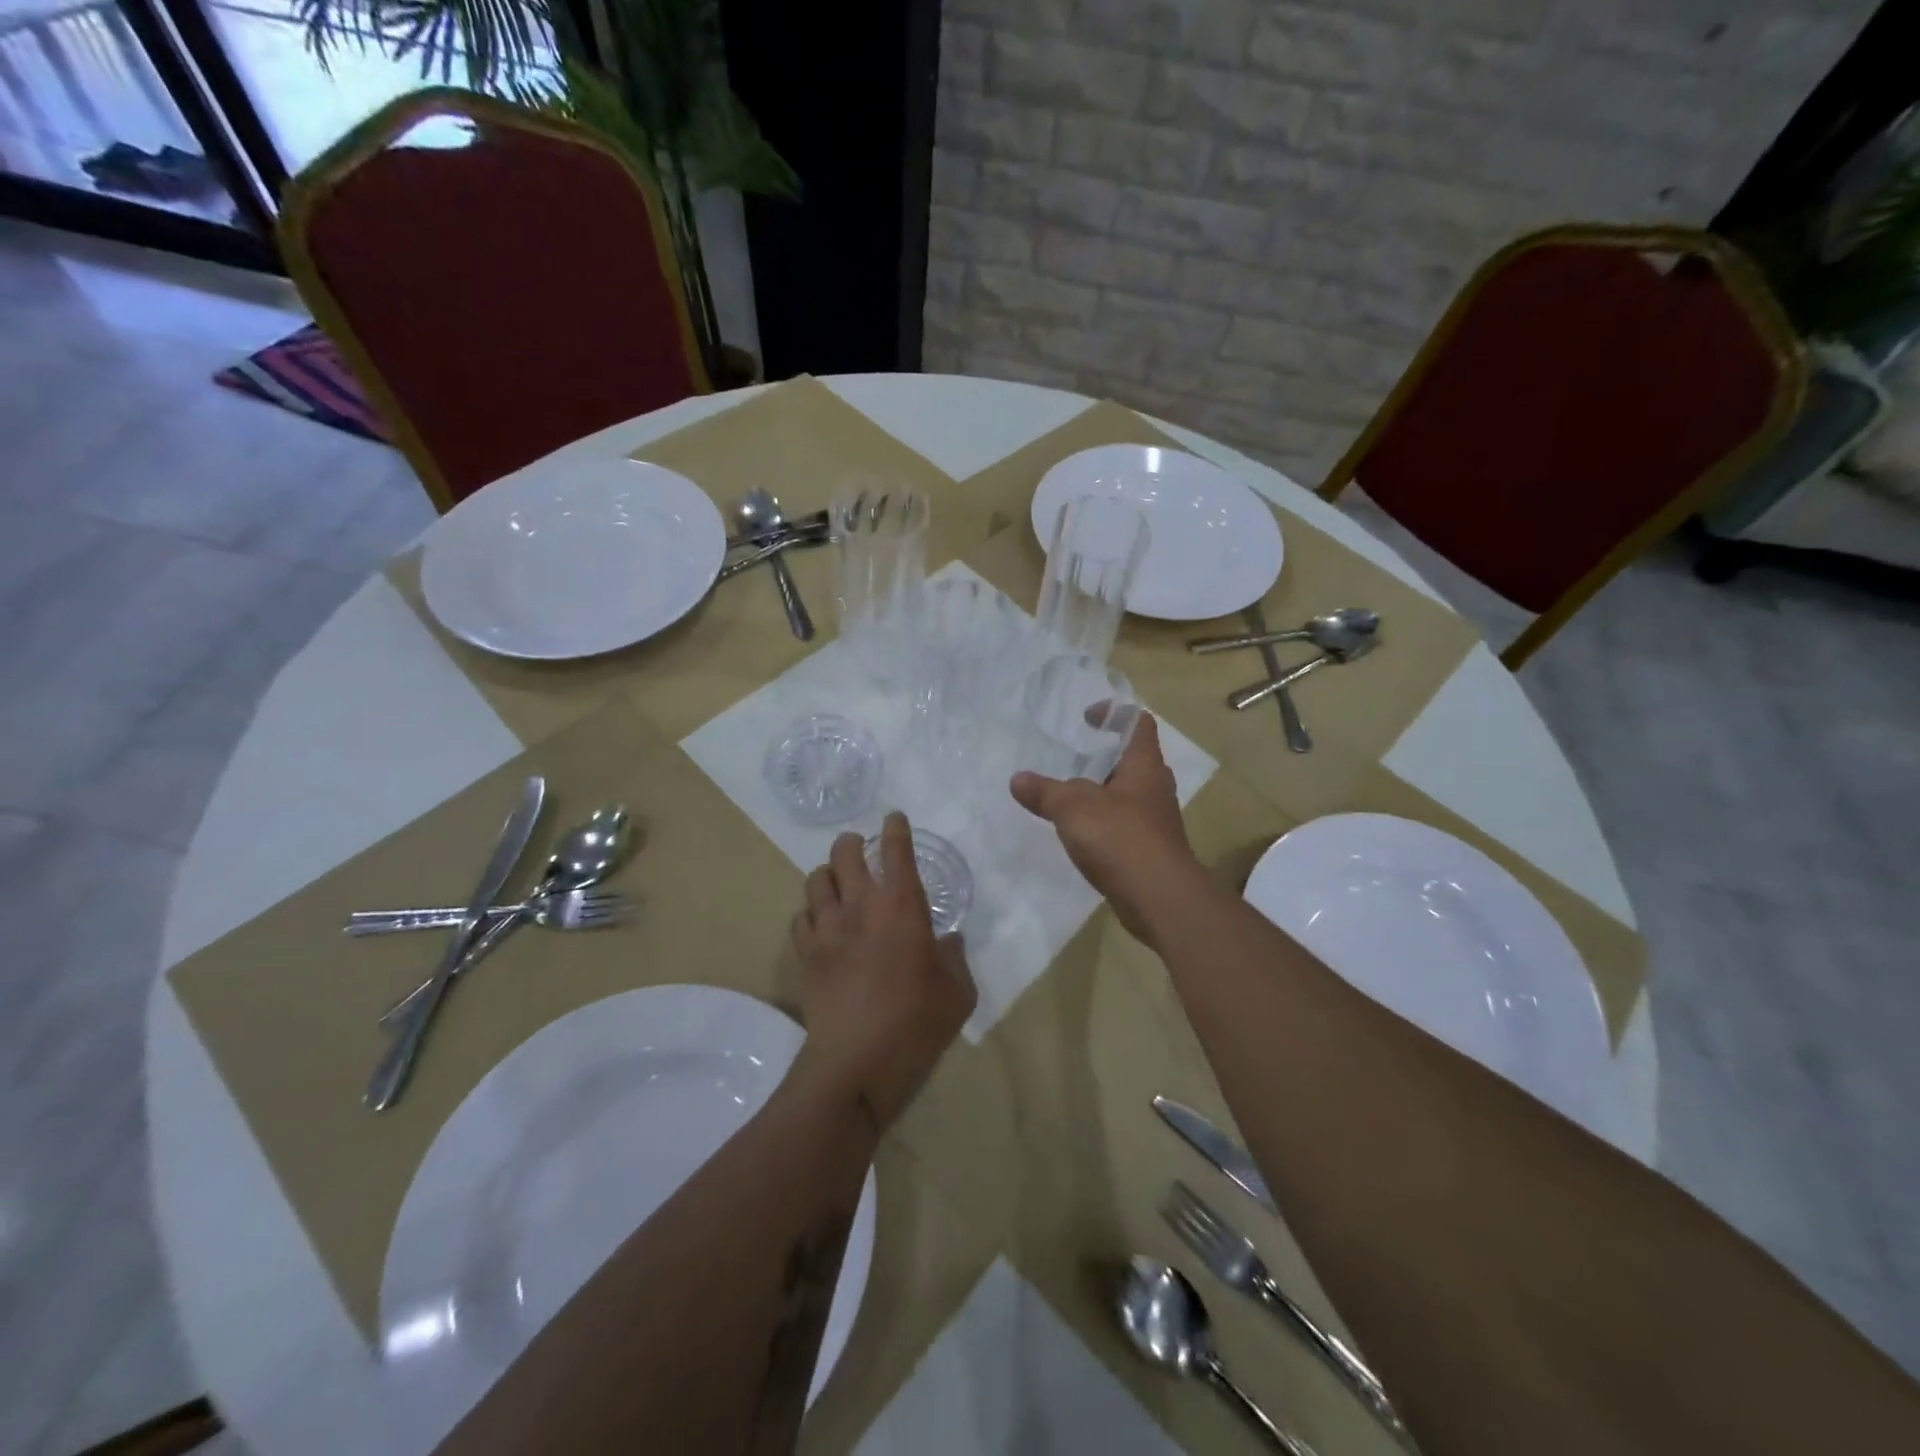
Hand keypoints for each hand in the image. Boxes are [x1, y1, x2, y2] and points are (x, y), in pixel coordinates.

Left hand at [789, 812, 976, 1132]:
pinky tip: (821, 925)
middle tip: (861, 850)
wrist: (857, 1063)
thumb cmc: (917, 1023)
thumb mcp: (958, 992)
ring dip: (828, 875)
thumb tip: (948, 941)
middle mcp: (860, 906)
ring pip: (816, 879)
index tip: (894, 819)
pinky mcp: (805, 955)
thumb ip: (955, 959)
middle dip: (852, 843)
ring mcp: (827, 929)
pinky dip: (811, 914)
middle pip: (844, 852)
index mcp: (902, 906)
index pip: (896, 850)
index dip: (895, 828)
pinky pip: (800, 918)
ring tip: (838, 884)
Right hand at [1009, 713, 1205, 945]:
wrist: (1158, 898)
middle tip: (1070, 758)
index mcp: (1144, 765)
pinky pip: (1123, 824)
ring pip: (1126, 794)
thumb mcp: (1073, 807)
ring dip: (1100, 792)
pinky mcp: (1148, 849)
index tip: (1085, 719)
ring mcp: (1154, 820)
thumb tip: (1017, 779)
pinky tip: (1078, 833)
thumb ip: (1045, 791)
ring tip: (1066, 796)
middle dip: (1102, 756)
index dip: (1113, 713)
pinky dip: (1102, 822)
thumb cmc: (1120, 838)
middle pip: (1132, 759)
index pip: (1137, 723)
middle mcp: (1154, 787)